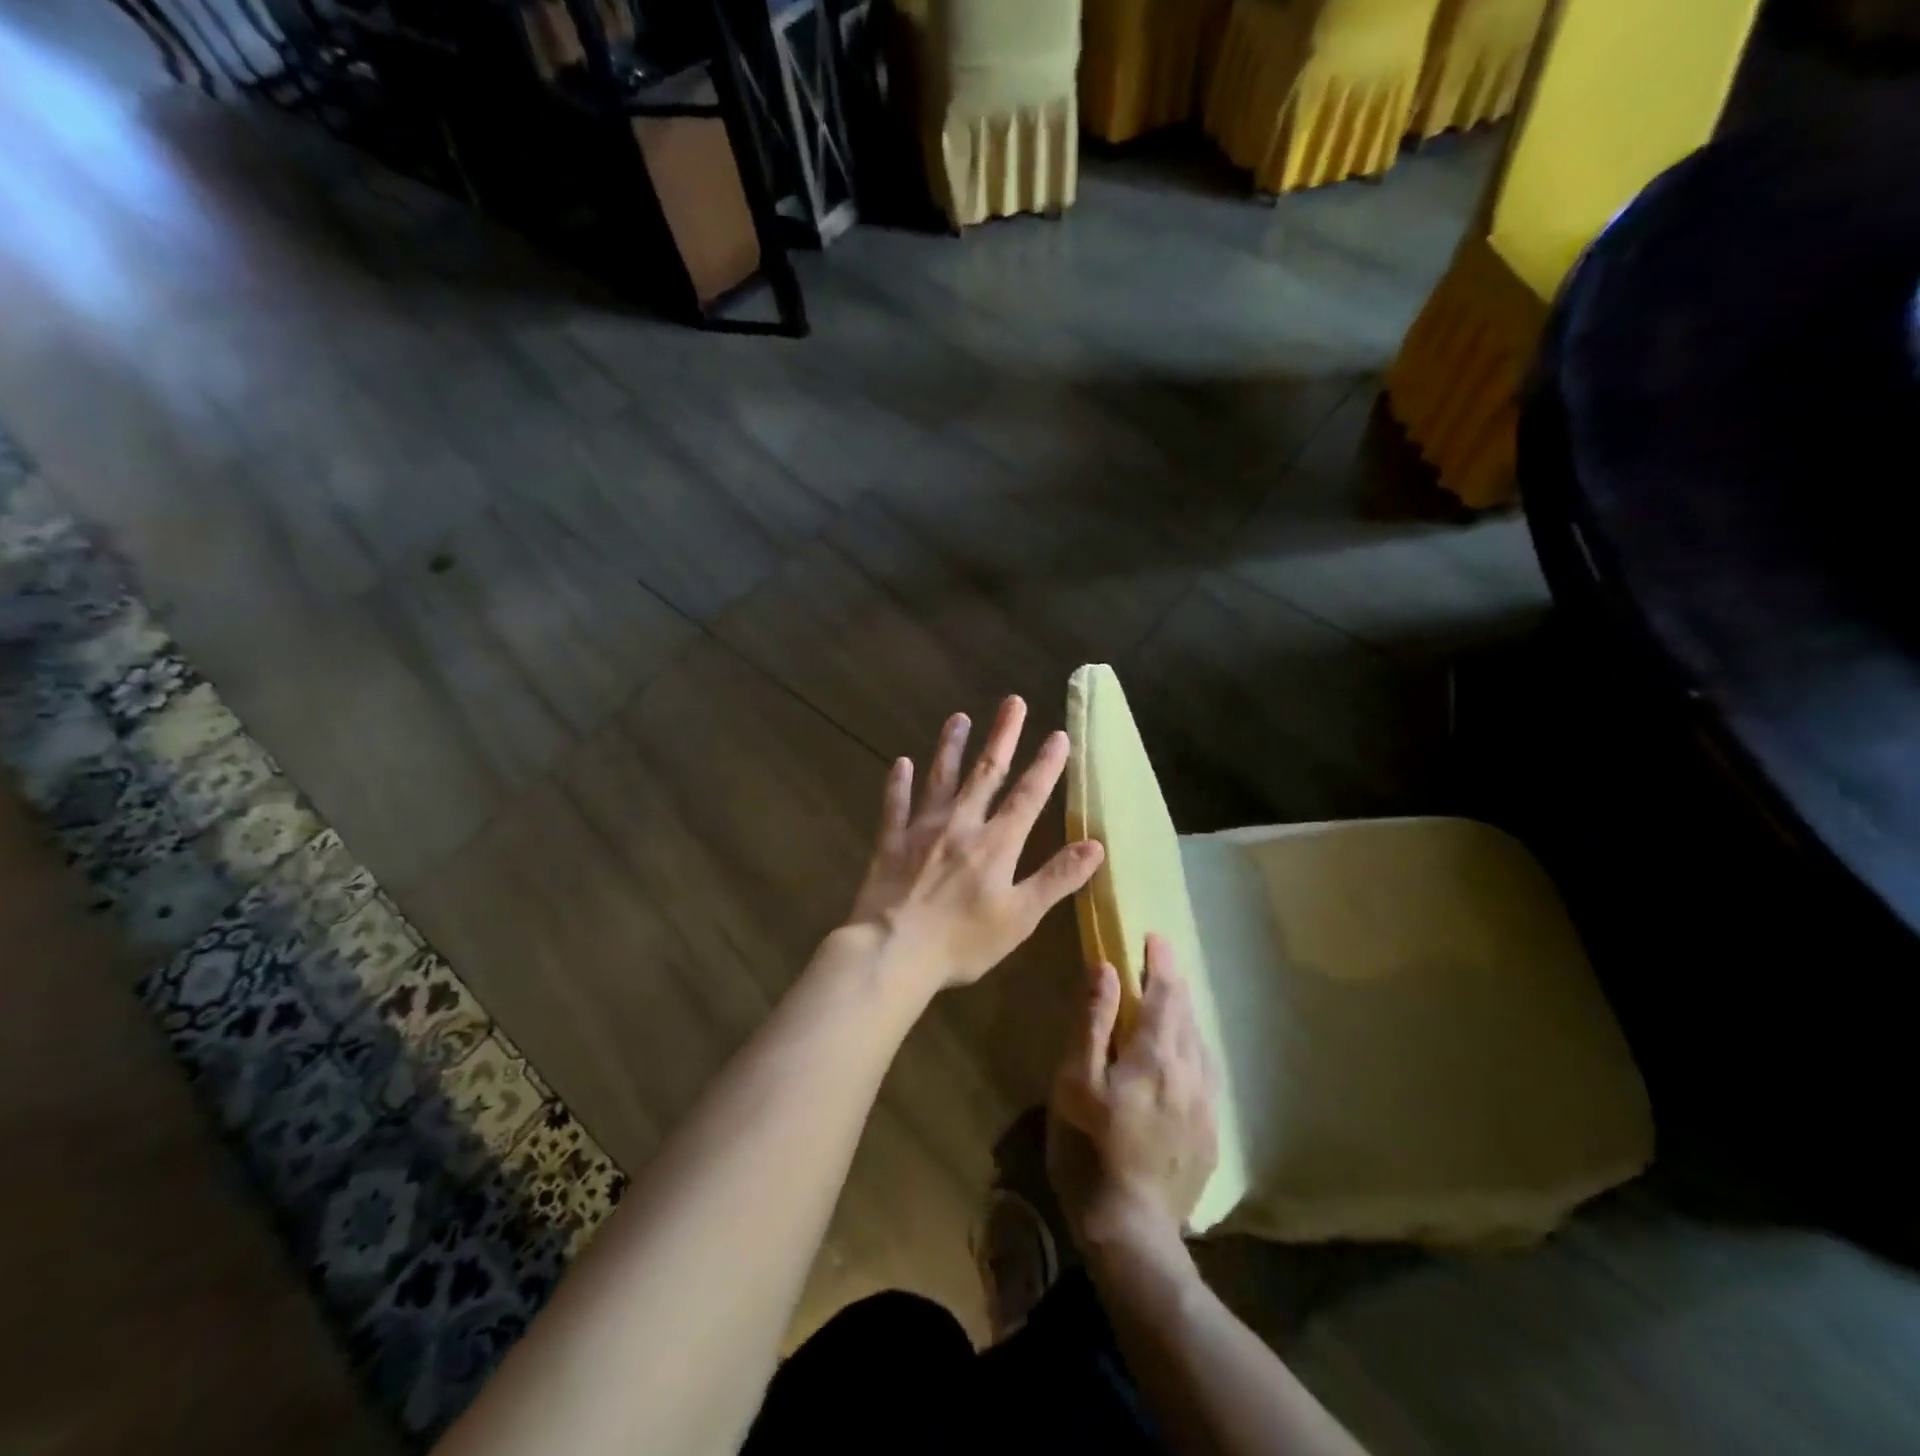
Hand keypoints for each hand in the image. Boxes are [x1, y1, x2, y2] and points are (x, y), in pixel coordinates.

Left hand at [846, 696, 1104, 991]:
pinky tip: (900, 763)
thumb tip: (1096, 845)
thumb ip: (1056, 879)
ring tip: (958, 718)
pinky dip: (898, 784)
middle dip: (1002, 737)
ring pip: (940, 779)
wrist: (892, 951)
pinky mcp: (890, 843)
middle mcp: (960, 825)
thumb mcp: (1020, 917)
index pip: (1027, 796)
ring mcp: (922, 830)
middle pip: (985, 773)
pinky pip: (895, 806)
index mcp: (995, 843)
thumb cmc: (962, 942)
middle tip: (1012, 702)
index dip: (1045, 766)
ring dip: (950, 747)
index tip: (1058, 734)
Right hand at [1048, 934, 1217, 1252]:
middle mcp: (1191, 1073)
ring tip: (1169, 1004)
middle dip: (1173, 983)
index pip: (1165, 994)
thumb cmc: (1089, 1150)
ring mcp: (1206, 1107)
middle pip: (1187, 1015)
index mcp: (1157, 1056)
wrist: (1131, 1233)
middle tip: (1159, 962)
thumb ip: (1093, 1022)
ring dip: (1184, 1017)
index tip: (1154, 937)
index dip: (1160, 962)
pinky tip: (1181, 1059)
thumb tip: (1106, 970)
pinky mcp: (1210, 1134)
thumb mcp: (1075, 1082)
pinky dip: (1192, 1050)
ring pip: (1200, 1044)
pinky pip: (1205, 1075)